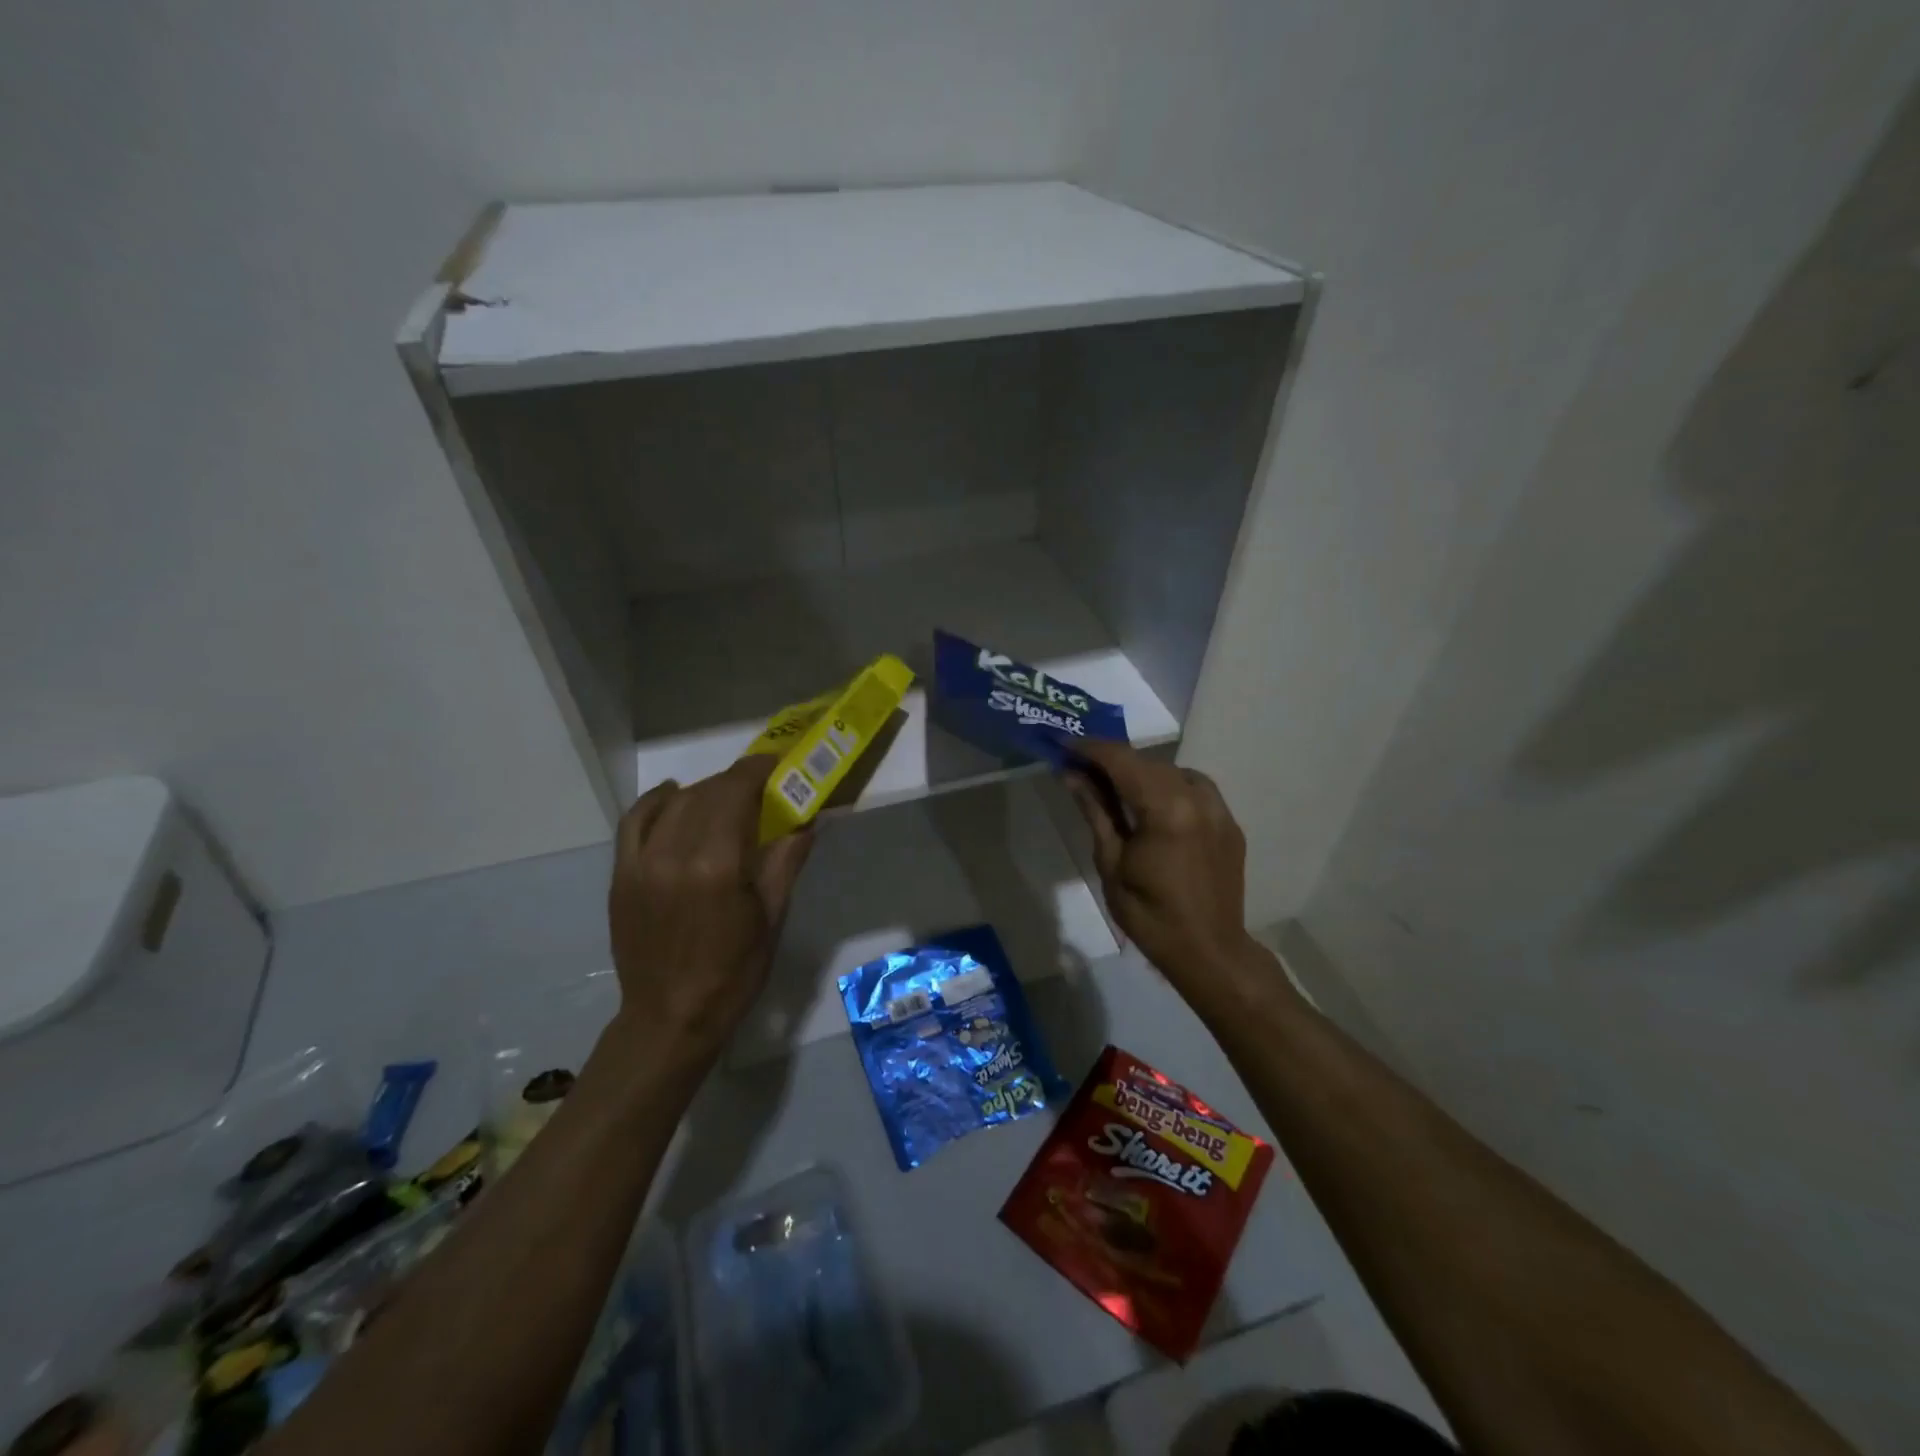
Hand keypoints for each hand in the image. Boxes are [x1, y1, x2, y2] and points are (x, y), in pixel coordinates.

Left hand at [606, 756, 813, 1058]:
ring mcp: (642, 863)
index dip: (757, 770)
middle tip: (761, 785)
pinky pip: (634, 821)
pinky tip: (673, 794)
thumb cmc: (734, 972)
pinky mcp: (622, 875)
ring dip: (704, 790)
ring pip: (675, 803)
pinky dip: (656, 801)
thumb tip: (807, 820)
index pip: (736, 793)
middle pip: (707, 793)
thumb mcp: (772, 917)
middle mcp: (675, 853)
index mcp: (718, 865)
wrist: (670, 1017)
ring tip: (725, 796)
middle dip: (736, 781)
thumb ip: (786, 860)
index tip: (776, 764)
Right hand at [1063, 741, 1272, 1009]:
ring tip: (1114, 787)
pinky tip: (1151, 805)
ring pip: (1173, 771)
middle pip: (1147, 763)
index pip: (1122, 761)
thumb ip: (1096, 812)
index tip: (1064, 743)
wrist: (1209, 952)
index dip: (1090, 748)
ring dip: (1141, 772)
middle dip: (1112, 760)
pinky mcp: (1229, 823)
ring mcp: (1219, 809)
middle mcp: (1197, 798)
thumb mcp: (1111, 864)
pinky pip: (1195, 789)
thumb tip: (1072, 775)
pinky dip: (1168, 787)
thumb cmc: (1150, 915)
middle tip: (1080, 767)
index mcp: (1166, 809)